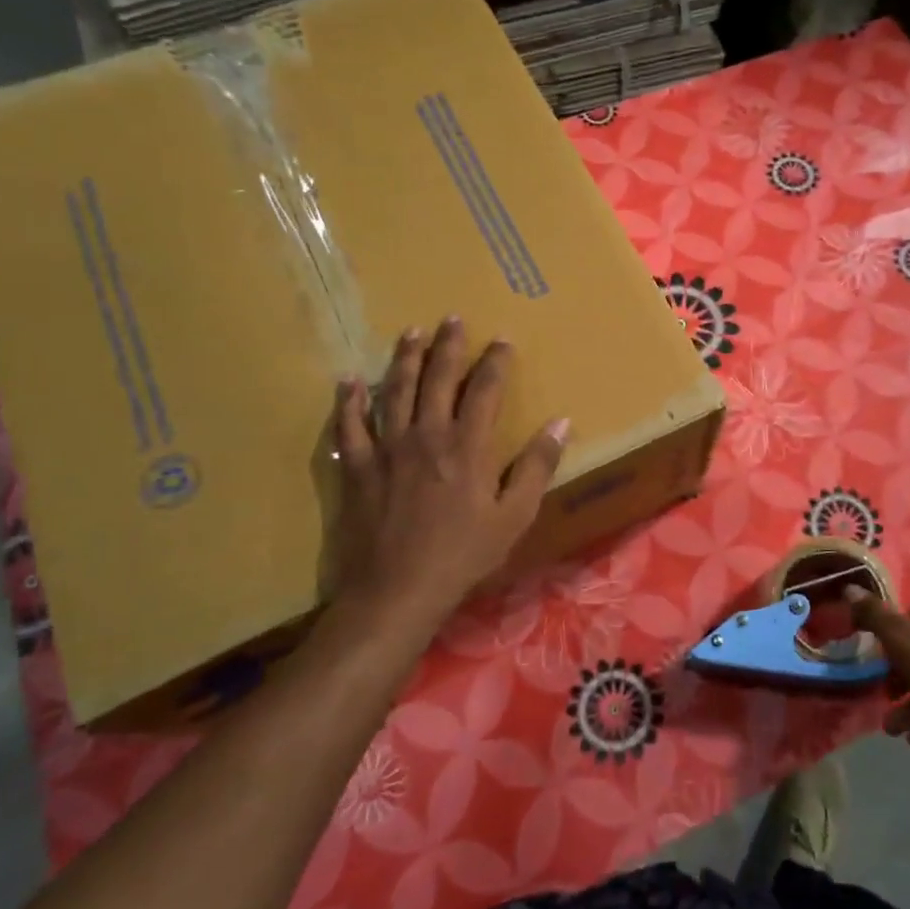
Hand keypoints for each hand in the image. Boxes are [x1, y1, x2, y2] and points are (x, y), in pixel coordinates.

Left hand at [330, 319, 568, 639]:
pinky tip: (349, 380)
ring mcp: (387, 448)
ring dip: (405, 359)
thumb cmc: (464, 555)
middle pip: (439, 378)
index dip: (495, 362)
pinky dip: (349, 401)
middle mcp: (427, 435)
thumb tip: (560, 423)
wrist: (399, 589)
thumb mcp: (515, 516)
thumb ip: (538, 467)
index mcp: (468, 446)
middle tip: (453, 319)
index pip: (486, 390)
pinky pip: (349, 425)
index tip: (503, 340)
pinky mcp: (357, 467)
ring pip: (395, 391)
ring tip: (411, 332)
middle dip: (449, 346)